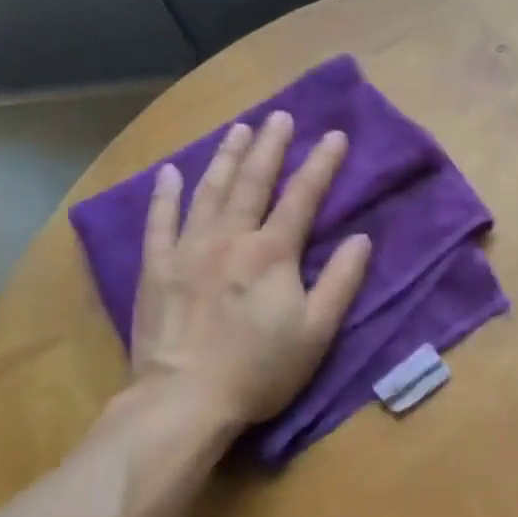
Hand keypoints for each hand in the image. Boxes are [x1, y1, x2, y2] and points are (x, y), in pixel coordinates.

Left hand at [129, 112, 371, 430]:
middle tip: (280, 116)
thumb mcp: (316, 332)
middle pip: (252, 182)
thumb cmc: (259, 370)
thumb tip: (361, 239)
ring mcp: (188, 250)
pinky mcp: (156, 268)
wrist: (184, 400)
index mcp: (272, 253)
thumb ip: (341, 282)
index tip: (335, 134)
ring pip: (209, 191)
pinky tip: (170, 173)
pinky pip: (159, 222)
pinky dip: (165, 194)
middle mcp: (230, 238)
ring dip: (225, 157)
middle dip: (270, 146)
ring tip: (238, 129)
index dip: (321, 164)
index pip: (303, 197)